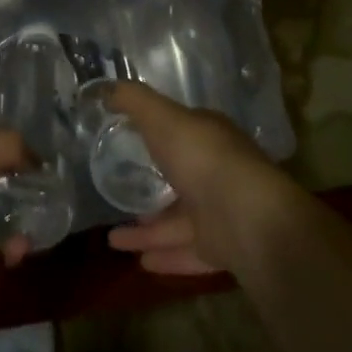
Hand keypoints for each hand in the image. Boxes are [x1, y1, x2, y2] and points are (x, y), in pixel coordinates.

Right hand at [104, 81, 298, 275]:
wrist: (247, 217)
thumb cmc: (202, 158)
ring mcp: (222, 213)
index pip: (182, 134)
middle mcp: (218, 174)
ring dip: (148, 232)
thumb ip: (134, 101)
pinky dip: (165, 256)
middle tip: (117, 197)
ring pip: (178, 222)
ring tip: (113, 241)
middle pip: (179, 182)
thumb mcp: (162, 117)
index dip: (157, 136)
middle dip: (149, 191)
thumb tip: (105, 88)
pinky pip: (188, 252)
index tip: (127, 142)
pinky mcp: (223, 248)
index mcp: (209, 139)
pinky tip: (140, 263)